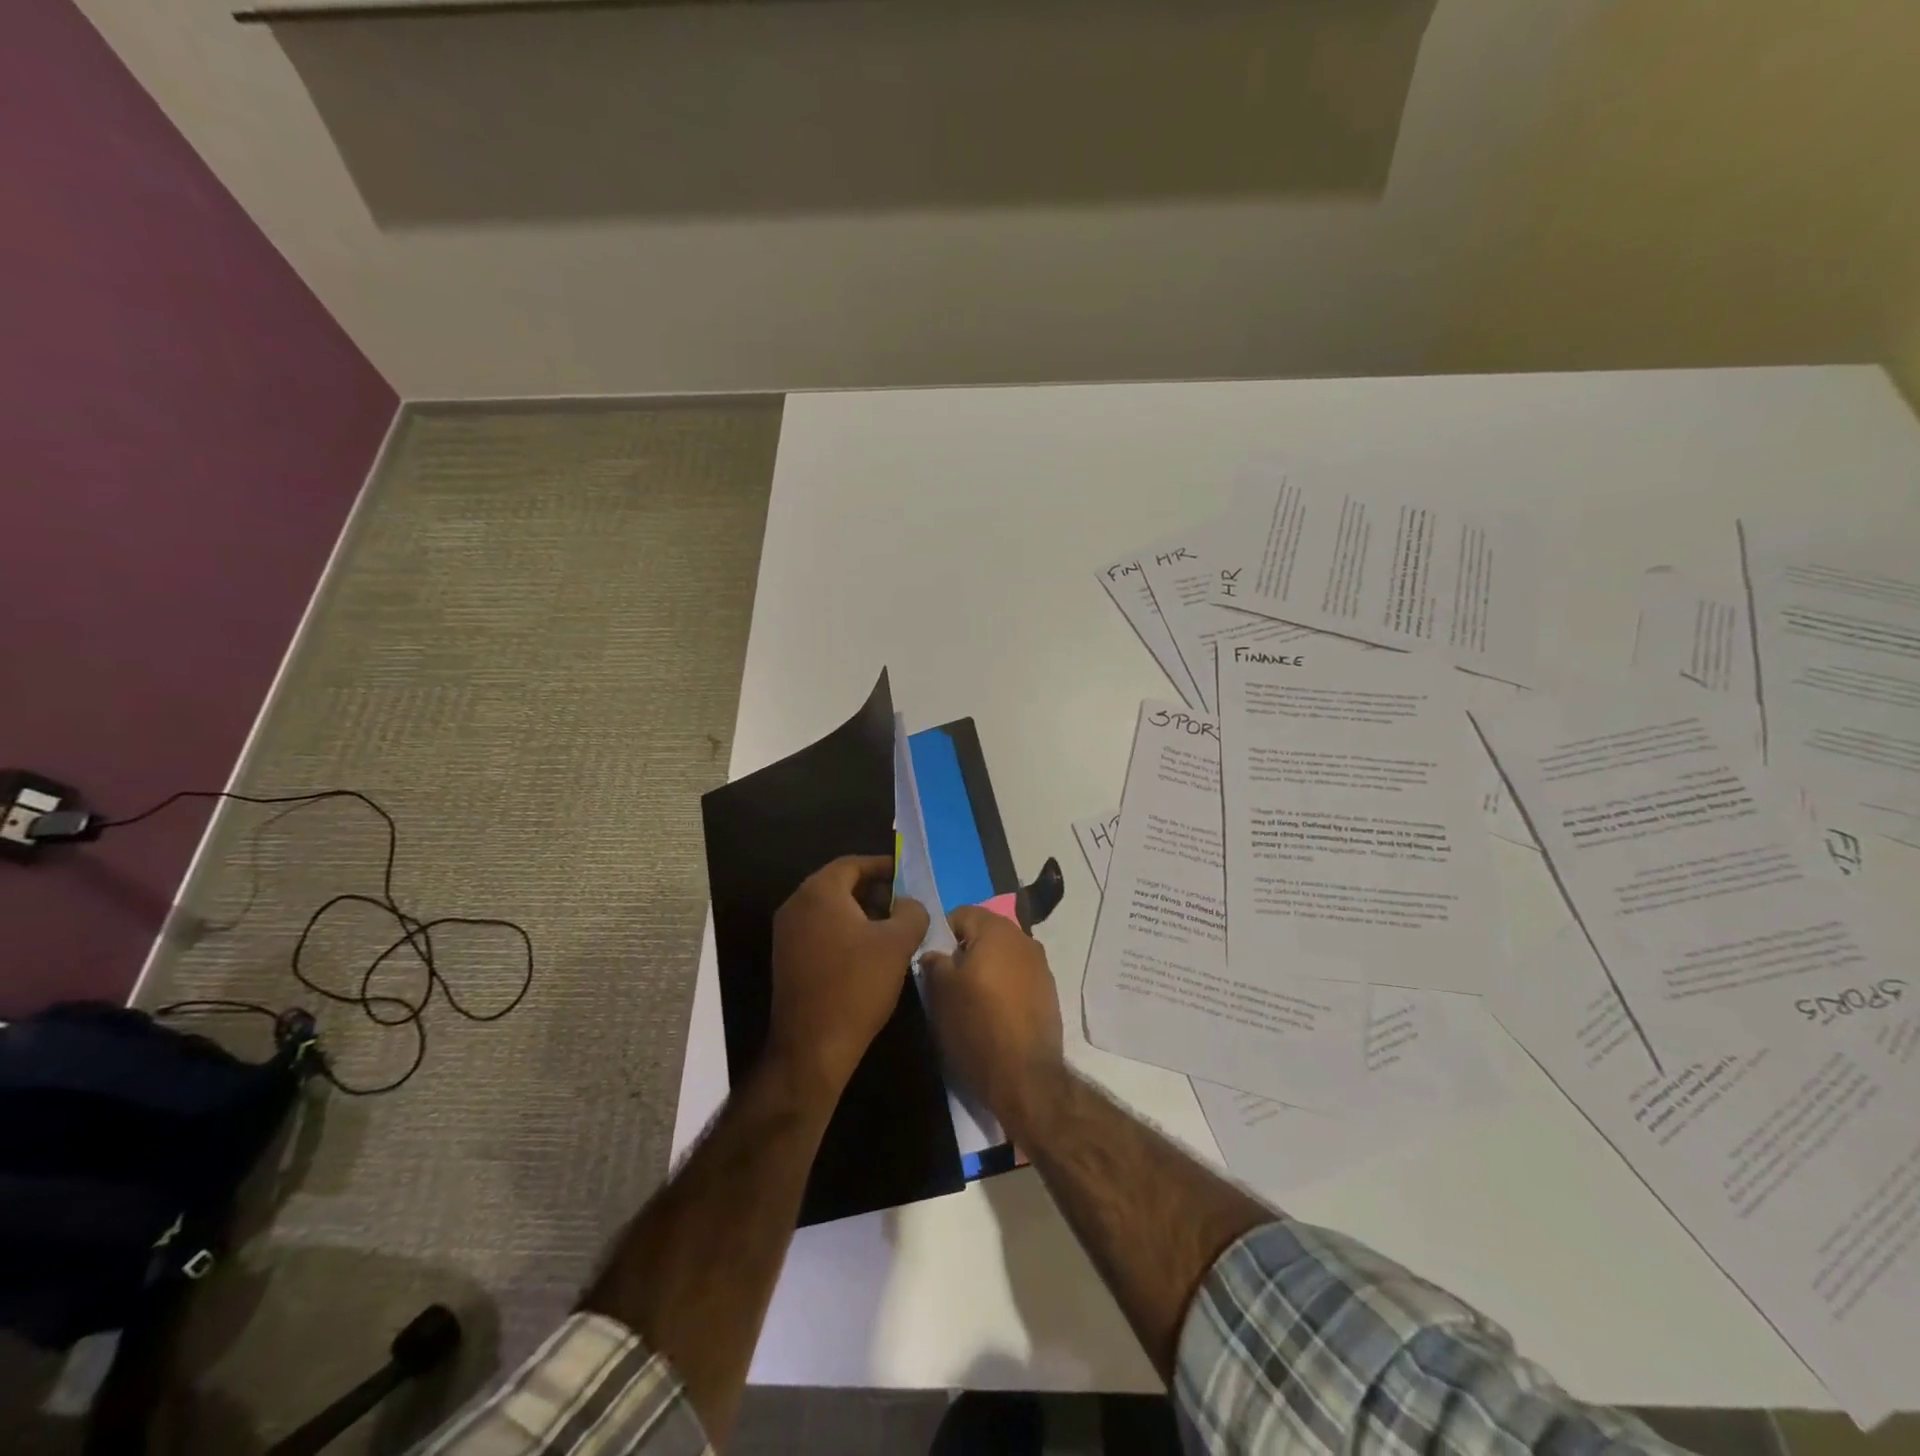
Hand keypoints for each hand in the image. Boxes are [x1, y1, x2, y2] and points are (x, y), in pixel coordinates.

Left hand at [768, 854, 929, 1099]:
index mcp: (819, 892)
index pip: (852, 864)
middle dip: (873, 889)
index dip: (883, 866)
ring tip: (892, 927)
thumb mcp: (898, 944)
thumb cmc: (857, 985)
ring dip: (860, 911)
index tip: (907, 875)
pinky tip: (868, 951)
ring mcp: (787, 933)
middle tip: (904, 902)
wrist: (812, 1047)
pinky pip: (819, 929)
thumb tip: (909, 903)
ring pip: (829, 908)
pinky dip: (844, 930)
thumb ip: (911, 912)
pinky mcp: (787, 957)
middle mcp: (796, 905)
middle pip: (839, 884)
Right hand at [919, 906, 1064, 1137]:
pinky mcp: (1049, 993)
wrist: (1025, 1078)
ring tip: (969, 1000)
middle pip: (984, 933)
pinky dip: (1003, 987)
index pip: (961, 914)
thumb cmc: (977, 1026)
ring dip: (985, 969)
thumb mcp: (940, 992)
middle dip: (964, 952)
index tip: (931, 961)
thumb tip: (935, 953)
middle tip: (946, 981)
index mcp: (997, 930)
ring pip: (1002, 956)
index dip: (941, 934)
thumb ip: (934, 961)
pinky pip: (1018, 978)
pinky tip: (993, 1013)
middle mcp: (1024, 939)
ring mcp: (1041, 966)